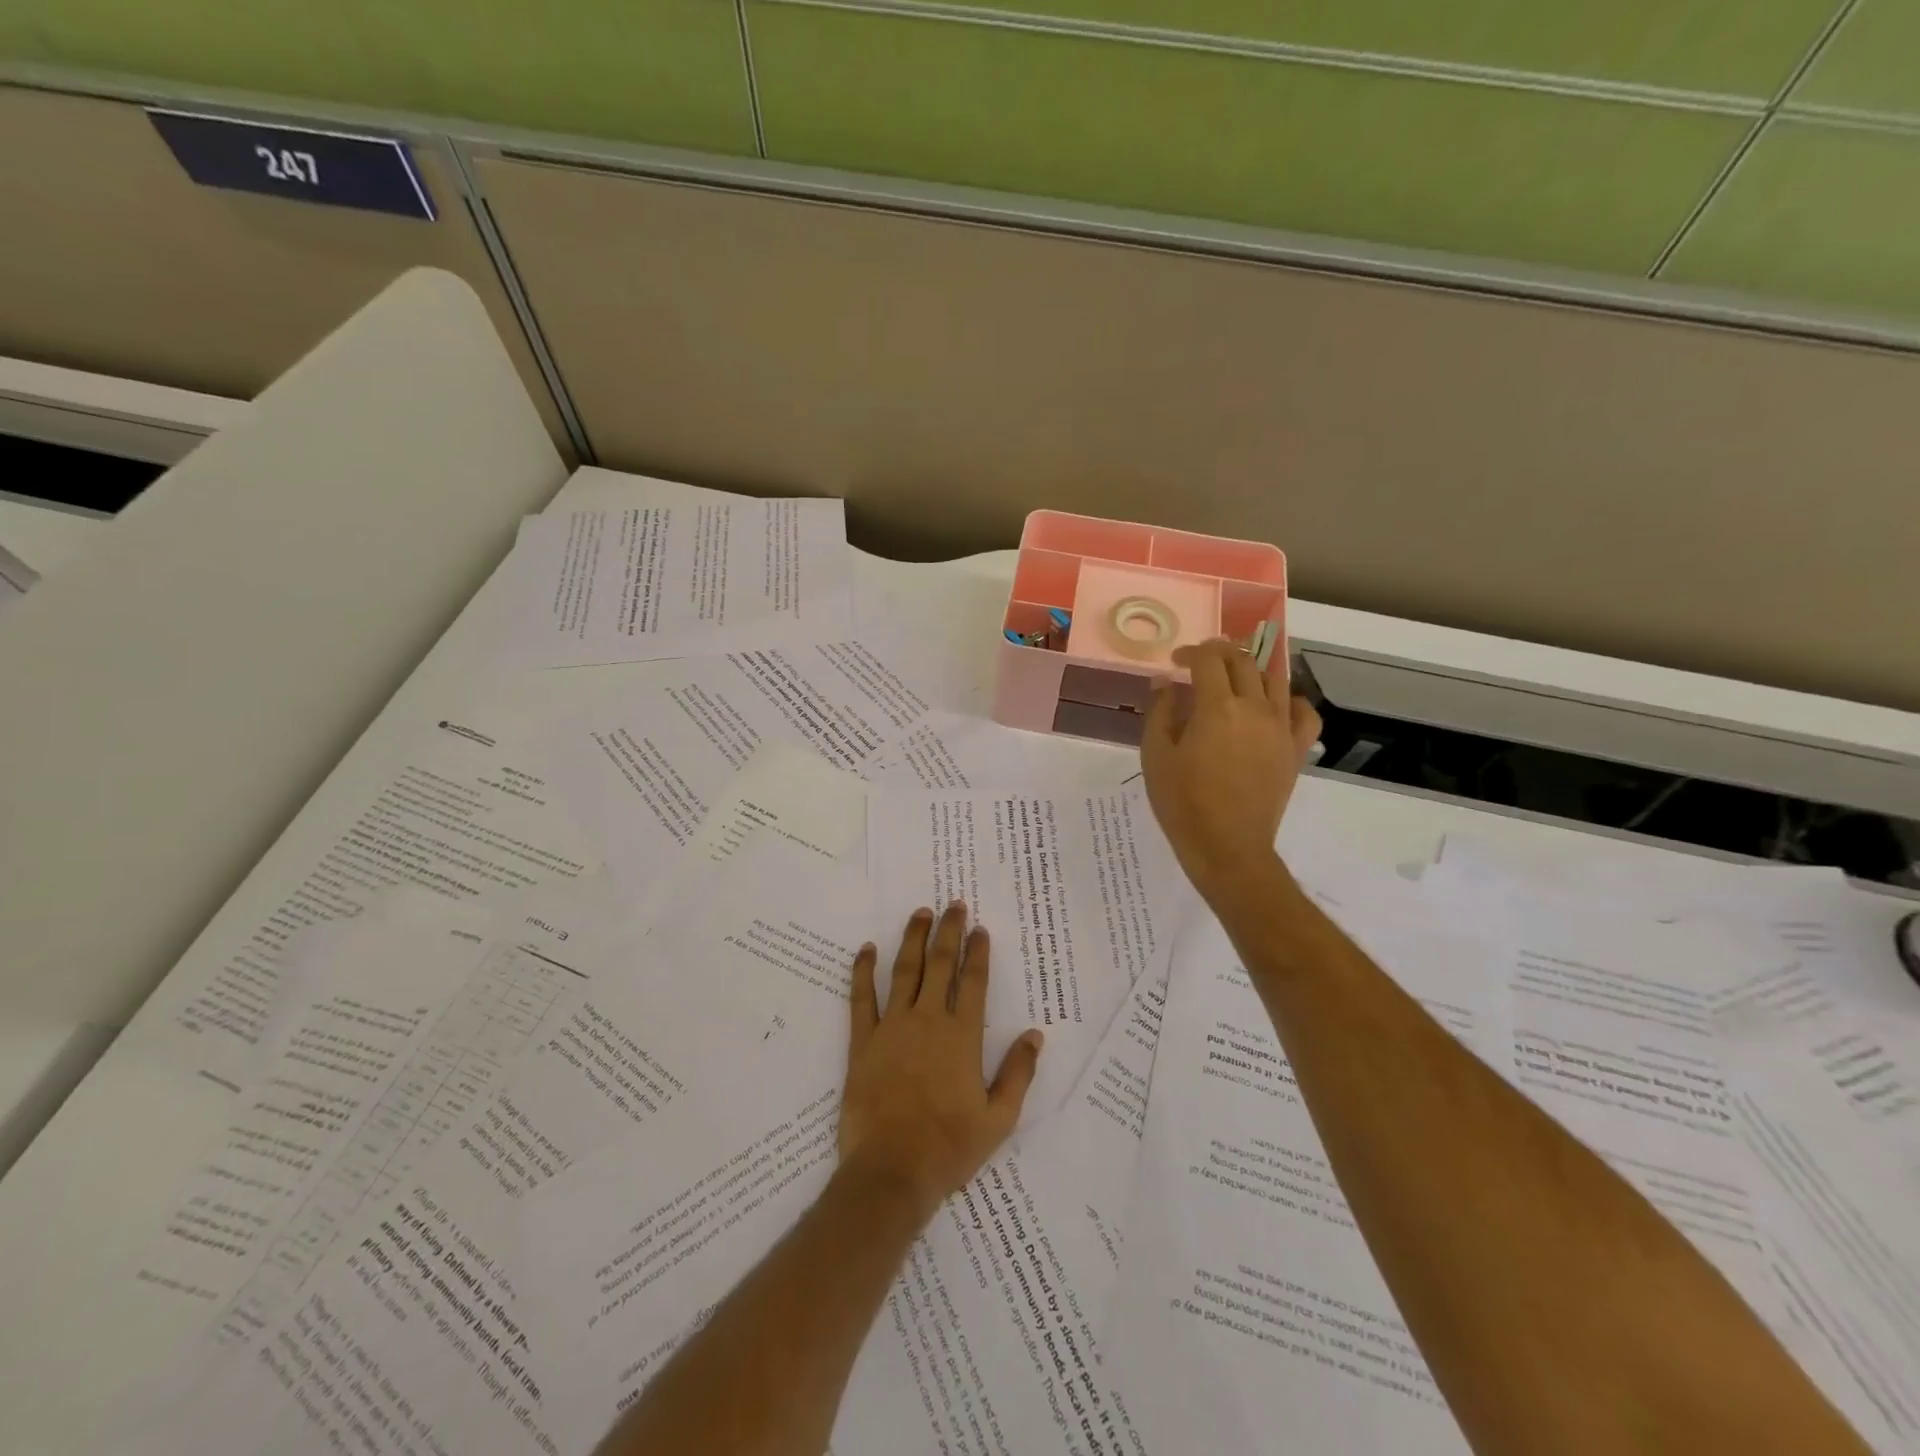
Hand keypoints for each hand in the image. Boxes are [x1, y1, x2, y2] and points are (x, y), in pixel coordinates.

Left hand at [839, 903, 1042, 1216]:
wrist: (891, 1172)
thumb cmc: (948, 1147)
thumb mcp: (998, 1119)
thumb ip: (1018, 1073)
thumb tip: (1035, 1034)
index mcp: (962, 1037)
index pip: (973, 982)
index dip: (977, 952)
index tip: (979, 928)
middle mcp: (928, 1020)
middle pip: (940, 965)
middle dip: (948, 932)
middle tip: (952, 905)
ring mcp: (892, 1027)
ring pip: (904, 971)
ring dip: (912, 939)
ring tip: (919, 913)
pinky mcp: (863, 1041)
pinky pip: (861, 997)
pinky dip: (862, 970)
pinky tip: (866, 949)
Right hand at [1141, 638, 1321, 898]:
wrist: (1227, 847)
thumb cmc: (1183, 803)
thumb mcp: (1155, 756)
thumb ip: (1160, 712)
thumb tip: (1165, 683)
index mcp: (1216, 706)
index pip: (1208, 659)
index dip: (1191, 653)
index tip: (1176, 663)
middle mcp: (1254, 707)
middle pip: (1242, 661)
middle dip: (1219, 654)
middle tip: (1201, 665)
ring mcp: (1281, 727)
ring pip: (1274, 679)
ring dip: (1252, 669)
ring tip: (1235, 679)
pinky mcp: (1296, 749)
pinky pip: (1304, 712)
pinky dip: (1290, 700)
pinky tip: (1274, 706)